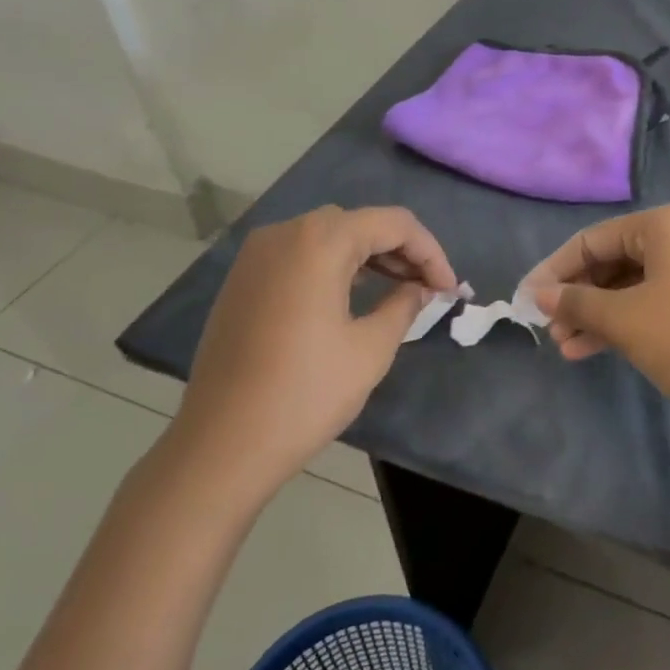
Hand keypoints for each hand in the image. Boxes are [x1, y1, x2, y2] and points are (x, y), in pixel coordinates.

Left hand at [167, 205, 456, 498]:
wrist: (221, 445)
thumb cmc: (305, 394)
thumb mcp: (370, 349)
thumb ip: (404, 305)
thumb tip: (418, 289)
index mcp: (320, 241)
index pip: (394, 223)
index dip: (430, 251)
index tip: (449, 289)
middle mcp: (285, 233)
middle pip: (360, 223)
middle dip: (401, 250)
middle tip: (427, 289)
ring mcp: (257, 255)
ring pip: (328, 236)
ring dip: (369, 256)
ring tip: (399, 291)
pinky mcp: (243, 280)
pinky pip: (301, 255)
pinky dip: (334, 265)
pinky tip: (353, 296)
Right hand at [525, 204, 669, 417]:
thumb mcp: (623, 318)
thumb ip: (576, 303)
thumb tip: (540, 295)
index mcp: (663, 225)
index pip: (592, 239)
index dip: (554, 269)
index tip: (526, 298)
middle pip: (611, 262)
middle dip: (576, 297)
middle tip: (548, 328)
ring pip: (628, 288)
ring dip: (594, 316)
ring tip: (563, 347)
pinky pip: (648, 305)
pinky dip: (620, 324)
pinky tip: (588, 350)